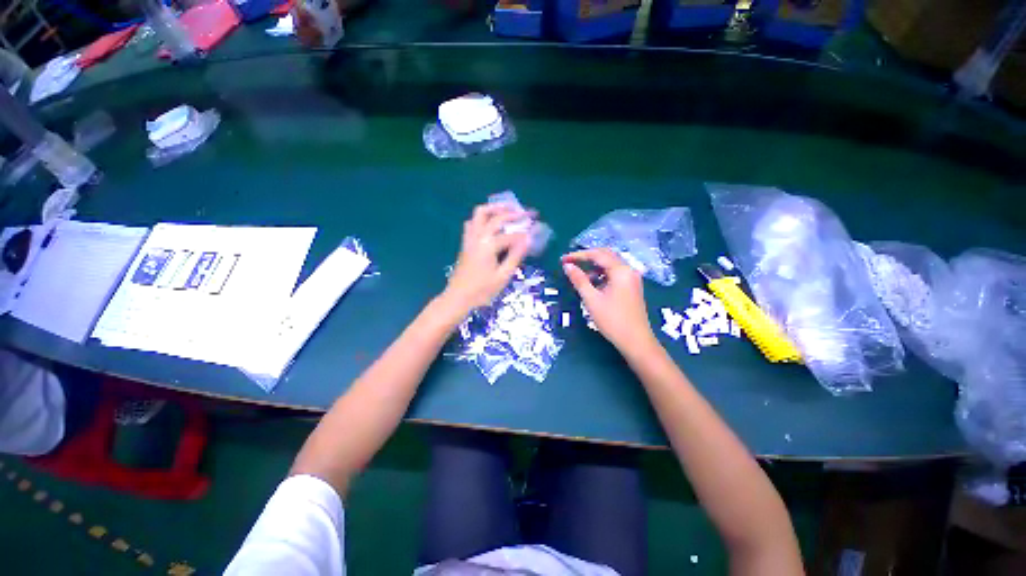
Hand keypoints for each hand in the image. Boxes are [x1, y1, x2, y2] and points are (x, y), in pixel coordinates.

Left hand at [443, 204, 531, 312]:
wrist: (457, 298)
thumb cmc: (482, 291)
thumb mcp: (503, 276)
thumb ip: (515, 256)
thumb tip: (528, 239)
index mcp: (488, 245)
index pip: (511, 235)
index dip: (525, 233)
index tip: (537, 230)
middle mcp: (478, 237)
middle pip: (495, 217)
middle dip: (513, 213)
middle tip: (527, 213)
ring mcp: (469, 238)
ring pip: (479, 213)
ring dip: (495, 208)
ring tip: (508, 210)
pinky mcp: (465, 243)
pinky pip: (472, 222)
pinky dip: (483, 217)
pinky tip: (491, 223)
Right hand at [562, 248, 655, 350]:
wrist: (636, 341)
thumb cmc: (612, 320)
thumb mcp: (592, 299)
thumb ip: (579, 280)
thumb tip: (567, 266)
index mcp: (621, 270)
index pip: (597, 254)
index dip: (578, 255)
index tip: (563, 260)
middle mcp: (629, 270)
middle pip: (605, 256)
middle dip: (586, 258)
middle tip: (569, 263)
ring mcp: (632, 278)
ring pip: (610, 265)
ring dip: (593, 267)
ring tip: (578, 275)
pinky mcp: (631, 287)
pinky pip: (614, 274)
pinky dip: (601, 275)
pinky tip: (591, 284)